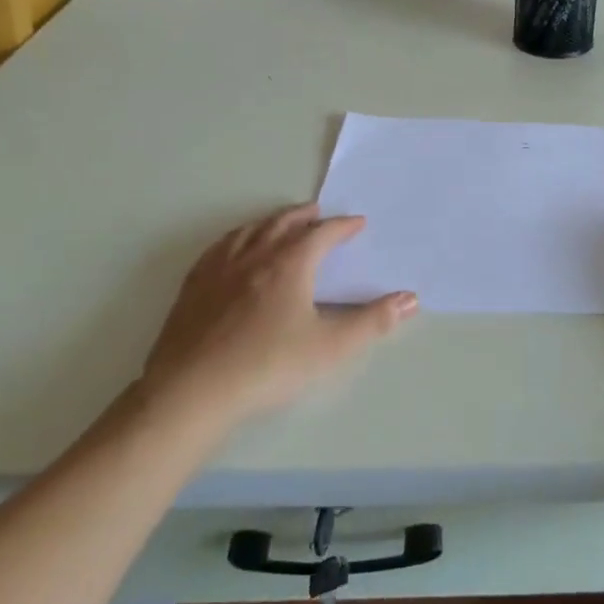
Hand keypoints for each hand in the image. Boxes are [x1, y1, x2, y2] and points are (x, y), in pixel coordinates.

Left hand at [138, 203, 416, 427]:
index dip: (342, 226)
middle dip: (304, 216)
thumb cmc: (268, 366)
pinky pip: (218, 248)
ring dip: (269, 222)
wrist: (192, 391)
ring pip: (248, 231)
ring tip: (279, 223)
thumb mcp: (331, 347)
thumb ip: (373, 322)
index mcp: (289, 264)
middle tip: (317, 211)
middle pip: (282, 224)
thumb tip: (411, 298)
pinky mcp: (192, 288)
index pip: (322, 234)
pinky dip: (236, 238)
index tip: (357, 224)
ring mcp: (218, 270)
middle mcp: (254, 256)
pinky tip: (233, 249)